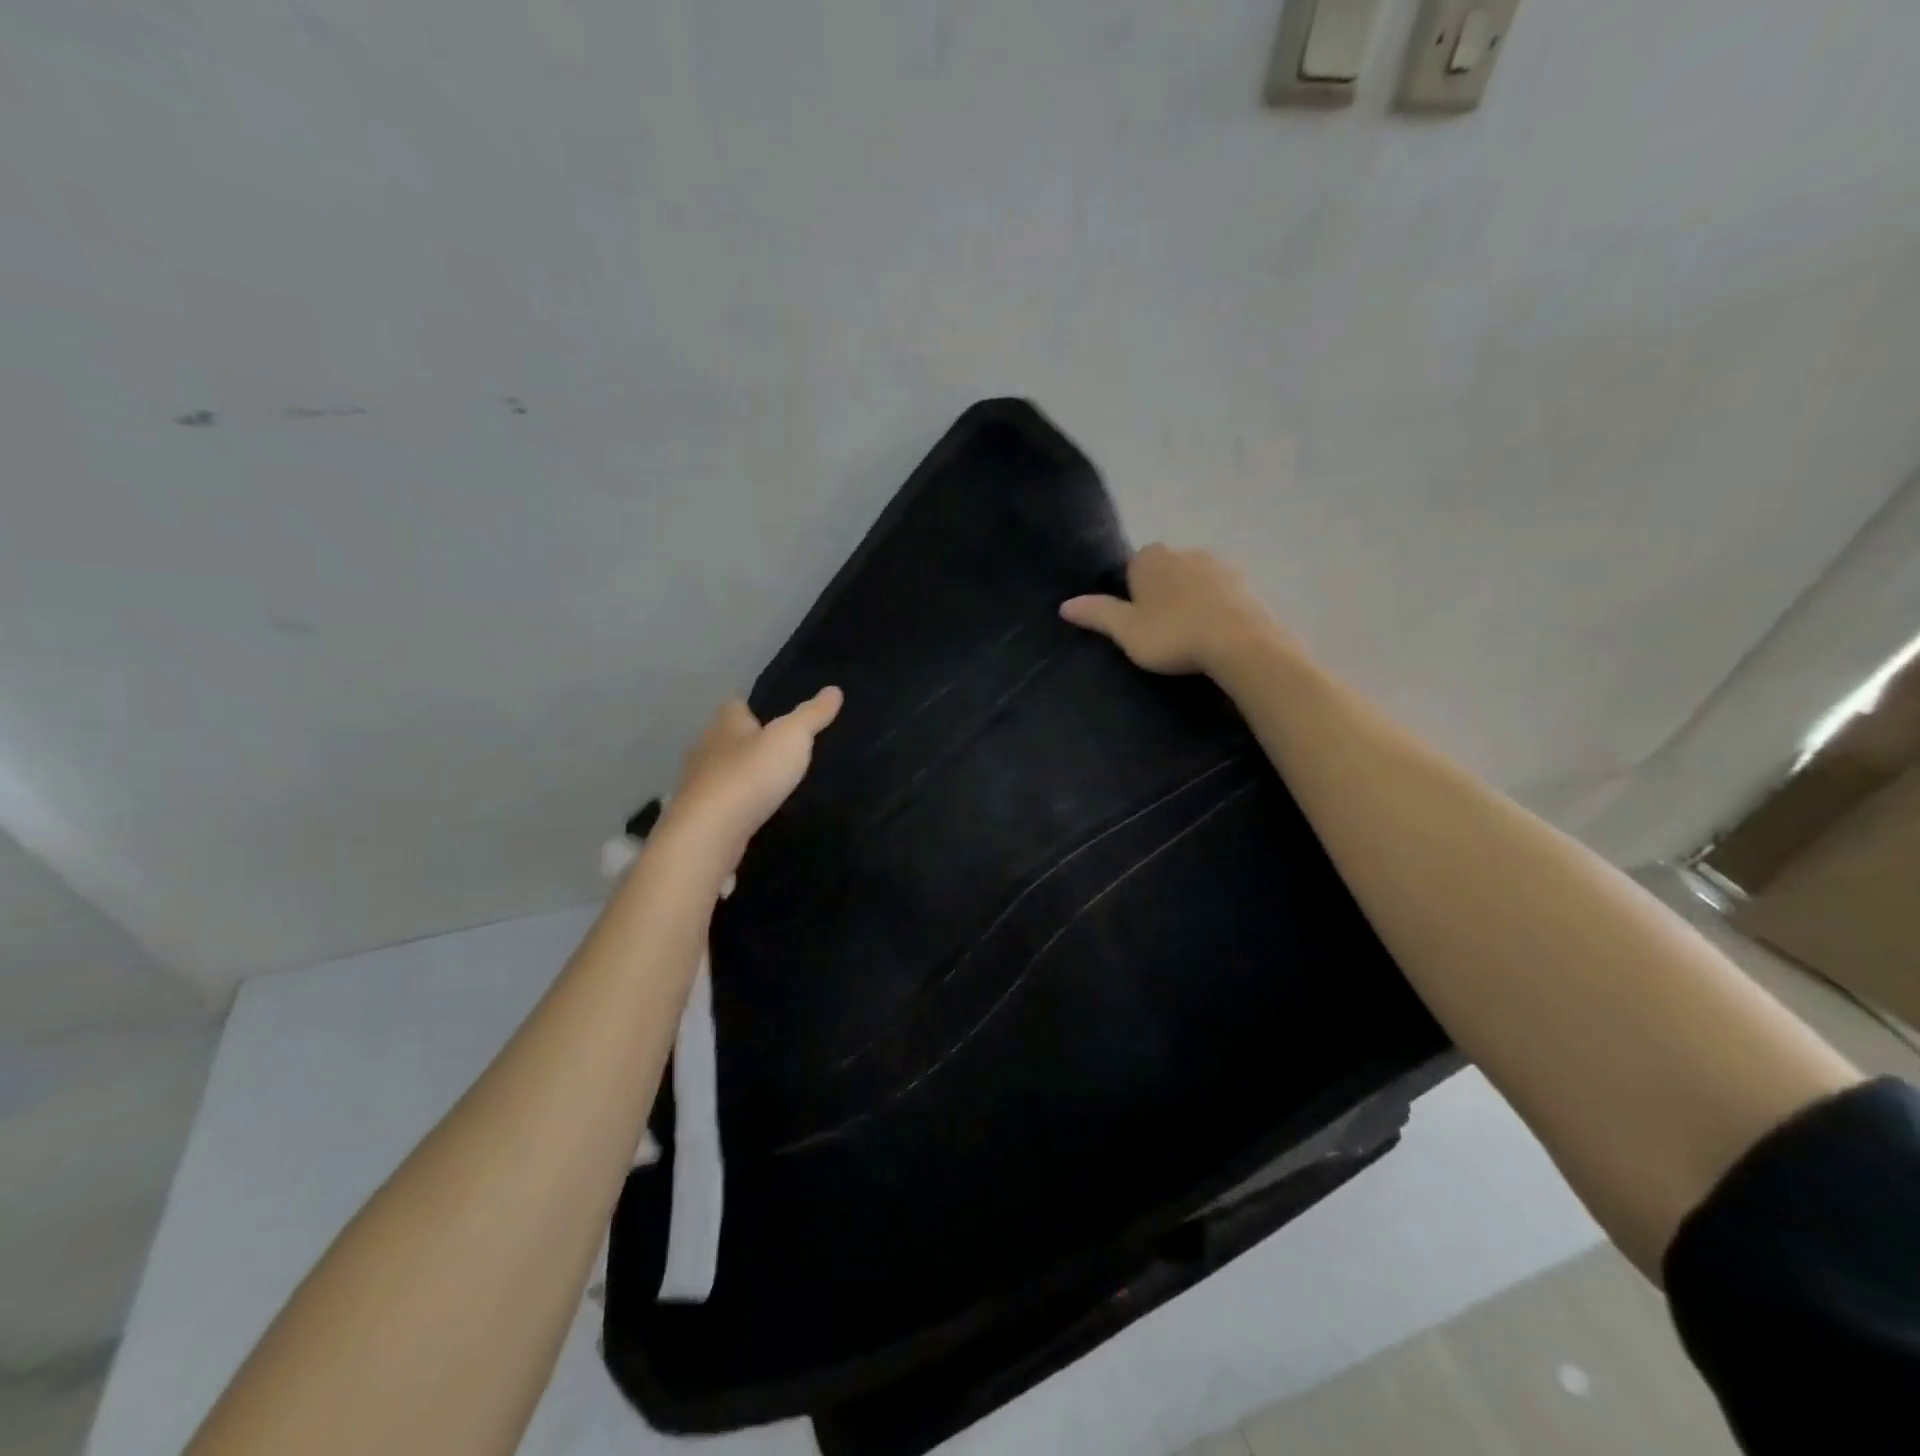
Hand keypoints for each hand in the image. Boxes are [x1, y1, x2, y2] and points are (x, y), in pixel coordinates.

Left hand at [662, 687, 842, 857]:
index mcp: (725, 723)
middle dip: (749, 742)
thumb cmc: (751, 775)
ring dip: (742, 775)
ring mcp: (698, 785)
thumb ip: (812, 715)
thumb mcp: (791, 738)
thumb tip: (834, 689)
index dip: (754, 705)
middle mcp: (705, 748)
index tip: (776, 712)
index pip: (735, 703)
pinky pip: (722, 803)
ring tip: (772, 783)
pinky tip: (755, 813)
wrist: (709, 834)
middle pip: (727, 737)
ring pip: (722, 771)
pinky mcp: (700, 817)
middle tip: (781, 750)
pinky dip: (737, 805)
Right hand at [1060, 544, 1280, 676]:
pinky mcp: (1246, 582)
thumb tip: (1065, 604)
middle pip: (1166, 571)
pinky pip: (1222, 593)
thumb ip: (1097, 614)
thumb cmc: (1173, 634)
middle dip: (1163, 594)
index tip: (1138, 622)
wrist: (1239, 642)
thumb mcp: (1126, 631)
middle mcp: (1184, 551)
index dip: (1134, 594)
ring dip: (1191, 600)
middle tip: (1162, 632)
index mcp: (1151, 557)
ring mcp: (1219, 564)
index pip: (1133, 568)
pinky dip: (1216, 608)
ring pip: (1195, 580)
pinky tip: (1216, 633)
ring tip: (1190, 635)